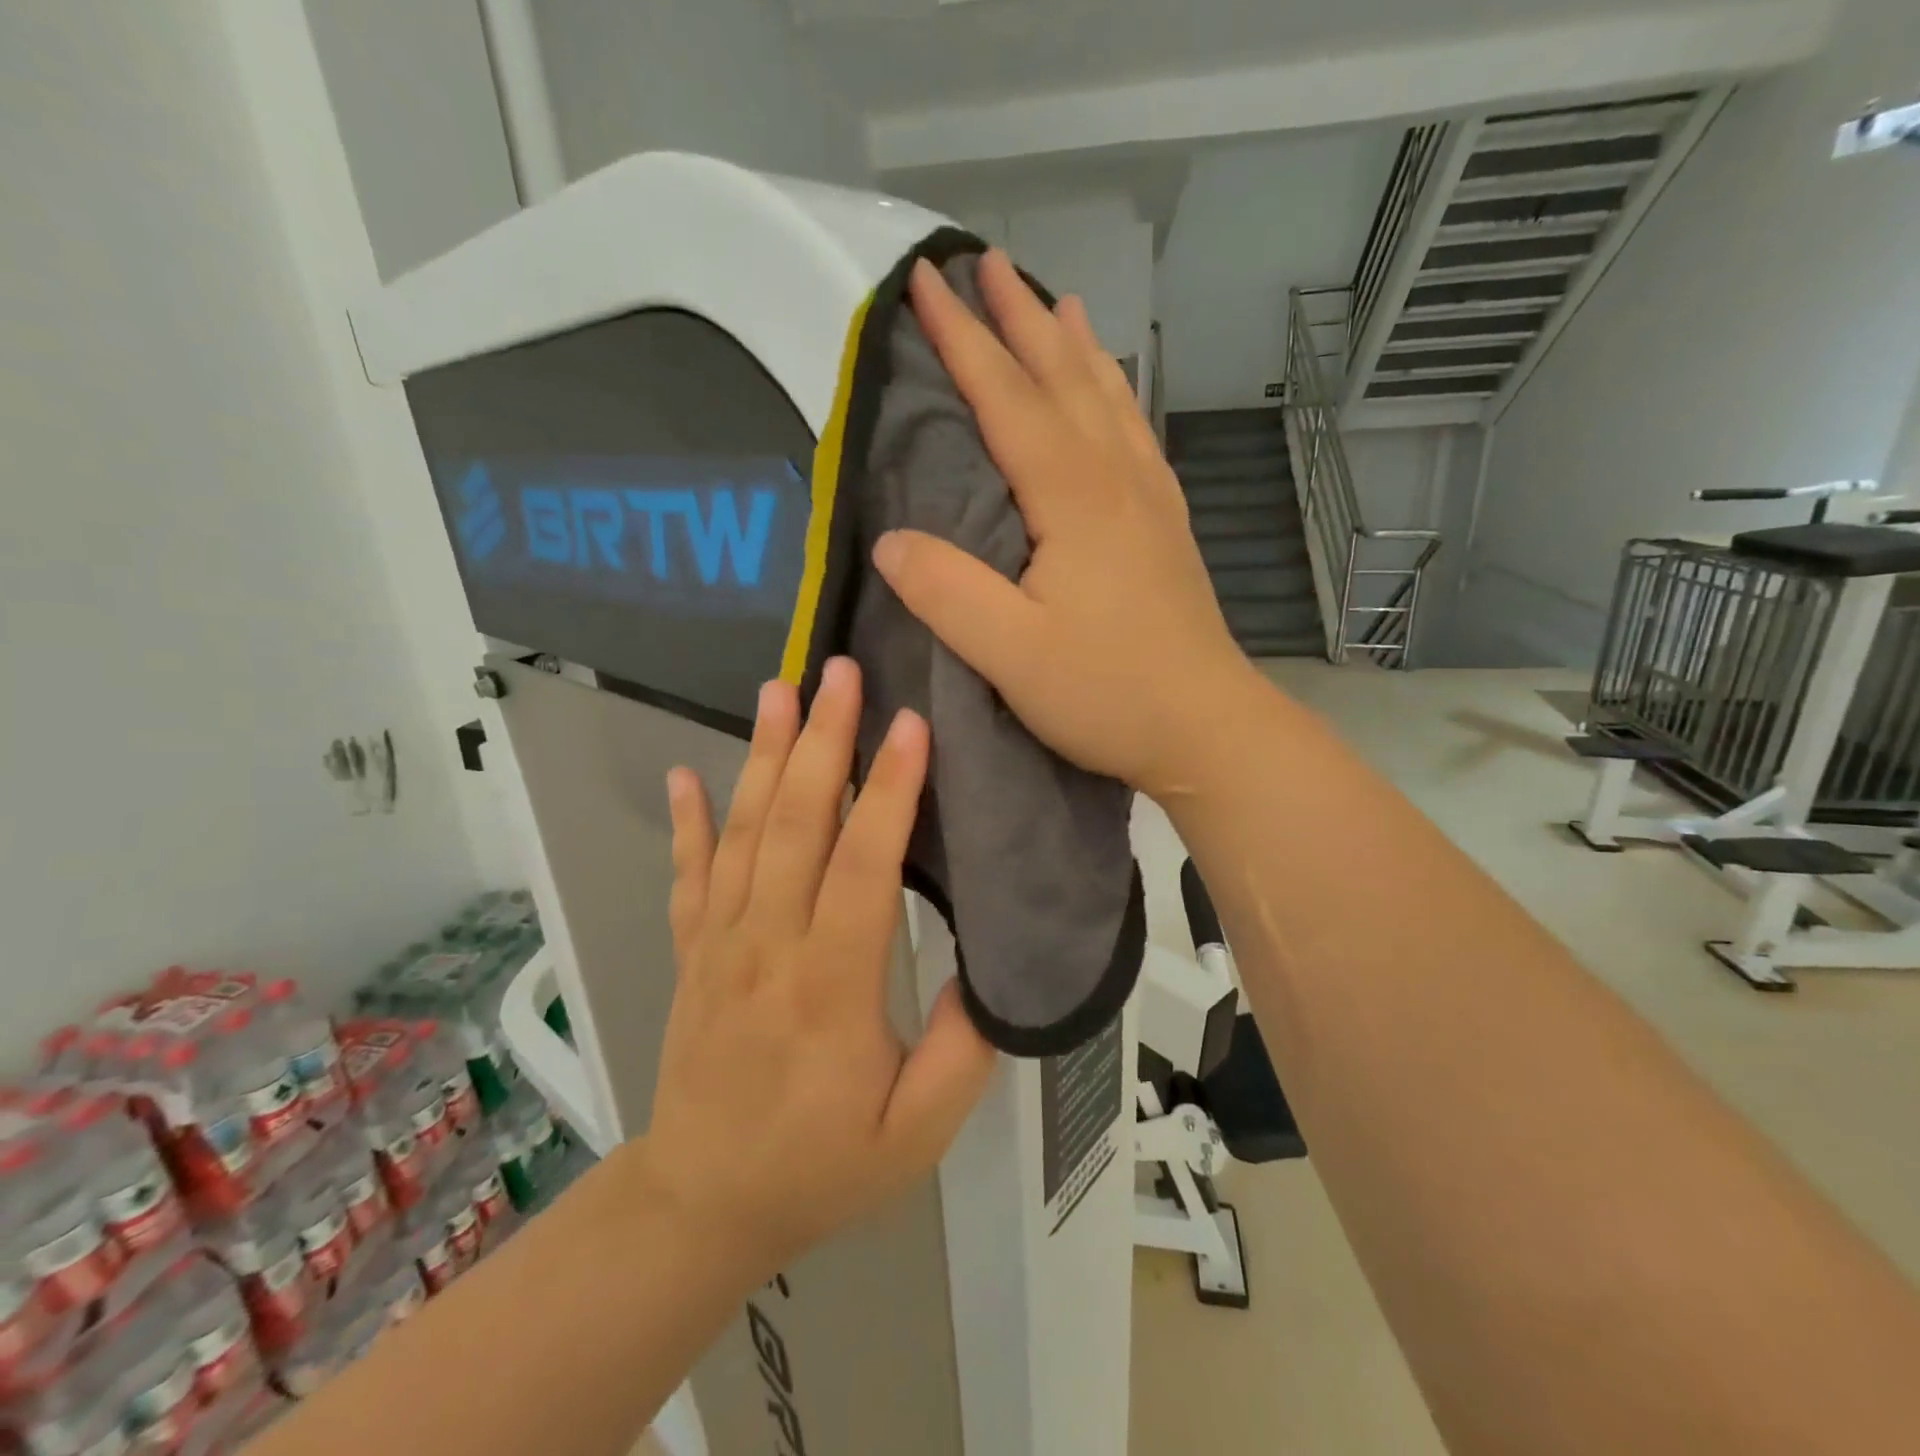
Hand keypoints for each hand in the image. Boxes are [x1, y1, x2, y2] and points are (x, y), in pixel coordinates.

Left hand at [635, 658, 995, 1276]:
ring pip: (742, 834)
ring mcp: (719, 943)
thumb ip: (961, 1053)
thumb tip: (986, 969)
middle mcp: (766, 947)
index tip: (911, 726)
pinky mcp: (691, 950)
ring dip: (762, 757)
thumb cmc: (819, 1167)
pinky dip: (687, 820)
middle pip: (795, 827)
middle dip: (822, 742)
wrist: (701, 1205)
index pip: (861, 870)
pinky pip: (687, 874)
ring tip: (778, 690)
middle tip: (840, 672)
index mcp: (829, 988)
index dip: (890, 795)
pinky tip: (686, 771)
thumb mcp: (914, 1136)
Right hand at [871, 249, 1261, 799]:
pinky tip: (1115, 394)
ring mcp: (1149, 500)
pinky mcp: (1166, 528)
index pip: (1007, 397)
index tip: (925, 281)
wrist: (1207, 726)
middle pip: (1062, 378)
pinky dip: (1118, 395)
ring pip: (1108, 398)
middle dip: (1019, 318)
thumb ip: (947, 593)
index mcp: (1072, 497)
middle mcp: (1115, 479)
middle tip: (987, 262)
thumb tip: (891, 540)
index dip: (964, 338)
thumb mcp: (1010, 653)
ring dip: (1075, 346)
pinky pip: (1136, 436)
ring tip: (1057, 299)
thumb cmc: (1107, 693)